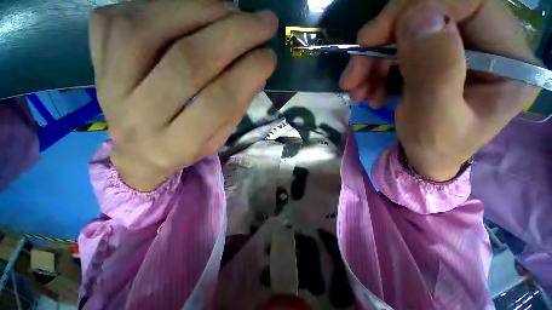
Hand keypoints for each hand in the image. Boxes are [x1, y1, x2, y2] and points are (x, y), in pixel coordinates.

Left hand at [89, 0, 277, 190]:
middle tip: (264, 21)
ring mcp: (109, 86)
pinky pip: (122, 18)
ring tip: (232, 9)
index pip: (218, 102)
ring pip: (149, 30)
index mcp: (177, 144)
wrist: (137, 152)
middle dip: (233, 34)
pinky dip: (164, 3)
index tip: (270, 56)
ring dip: (200, 9)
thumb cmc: (184, 147)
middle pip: (187, 62)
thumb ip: (235, 107)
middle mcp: (139, 116)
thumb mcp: (217, 139)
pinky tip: (191, 8)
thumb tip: (258, 70)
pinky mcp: (95, 62)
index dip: (249, 73)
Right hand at [340, 0, 539, 180]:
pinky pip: (397, 48)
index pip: (470, 3)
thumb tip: (417, 16)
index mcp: (509, 59)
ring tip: (357, 92)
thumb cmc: (434, 148)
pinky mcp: (433, 55)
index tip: (373, 39)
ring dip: (372, 60)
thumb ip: (435, 69)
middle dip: (383, 40)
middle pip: (432, 11)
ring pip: (407, 30)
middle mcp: (489, 42)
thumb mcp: (435, 119)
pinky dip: (374, 69)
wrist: (423, 159)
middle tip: (354, 73)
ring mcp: (458, 47)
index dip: (420, 8)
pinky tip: (367, 91)